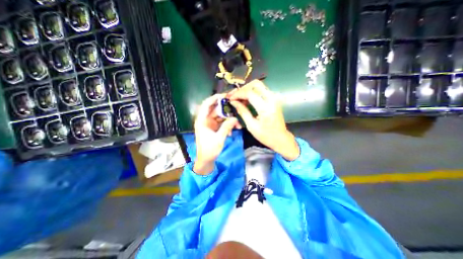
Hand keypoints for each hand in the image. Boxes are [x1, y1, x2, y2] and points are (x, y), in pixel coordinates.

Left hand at [194, 94, 239, 174]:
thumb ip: (226, 127)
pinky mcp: (214, 128)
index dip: (214, 98)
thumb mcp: (219, 138)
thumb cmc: (209, 150)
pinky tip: (232, 131)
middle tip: (236, 106)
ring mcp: (210, 124)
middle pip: (215, 110)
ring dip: (229, 119)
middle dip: (226, 109)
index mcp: (202, 121)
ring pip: (220, 117)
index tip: (225, 95)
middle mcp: (205, 120)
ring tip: (237, 123)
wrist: (206, 160)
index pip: (206, 105)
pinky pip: (222, 123)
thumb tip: (235, 118)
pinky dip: (227, 125)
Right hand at [229, 80, 299, 160]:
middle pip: (256, 84)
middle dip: (243, 89)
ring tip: (240, 99)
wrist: (281, 138)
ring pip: (259, 85)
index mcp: (265, 108)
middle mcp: (272, 99)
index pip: (250, 93)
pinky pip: (262, 90)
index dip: (238, 94)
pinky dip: (253, 92)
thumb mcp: (251, 126)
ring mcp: (274, 98)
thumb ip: (242, 112)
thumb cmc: (266, 135)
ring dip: (248, 90)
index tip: (231, 98)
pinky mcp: (274, 99)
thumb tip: (233, 102)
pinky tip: (247, 100)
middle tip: (236, 97)